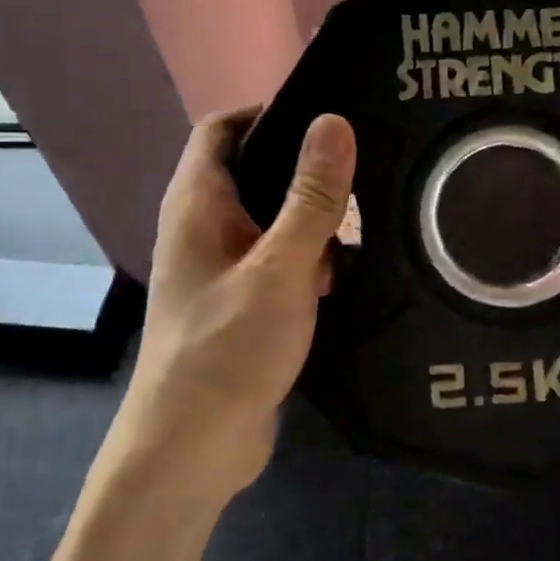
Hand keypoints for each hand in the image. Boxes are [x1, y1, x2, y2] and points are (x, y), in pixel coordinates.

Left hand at [120, 108, 355, 499]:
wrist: (192, 449)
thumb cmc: (229, 347)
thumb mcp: (281, 266)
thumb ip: (312, 197)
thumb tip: (334, 122)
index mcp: (197, 203)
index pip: (221, 128)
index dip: (268, 111)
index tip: (326, 115)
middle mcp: (202, 228)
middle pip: (252, 171)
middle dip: (303, 168)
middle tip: (363, 163)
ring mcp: (218, 268)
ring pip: (269, 220)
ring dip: (311, 219)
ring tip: (367, 216)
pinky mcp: (238, 303)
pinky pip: (276, 261)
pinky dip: (308, 259)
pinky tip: (348, 272)